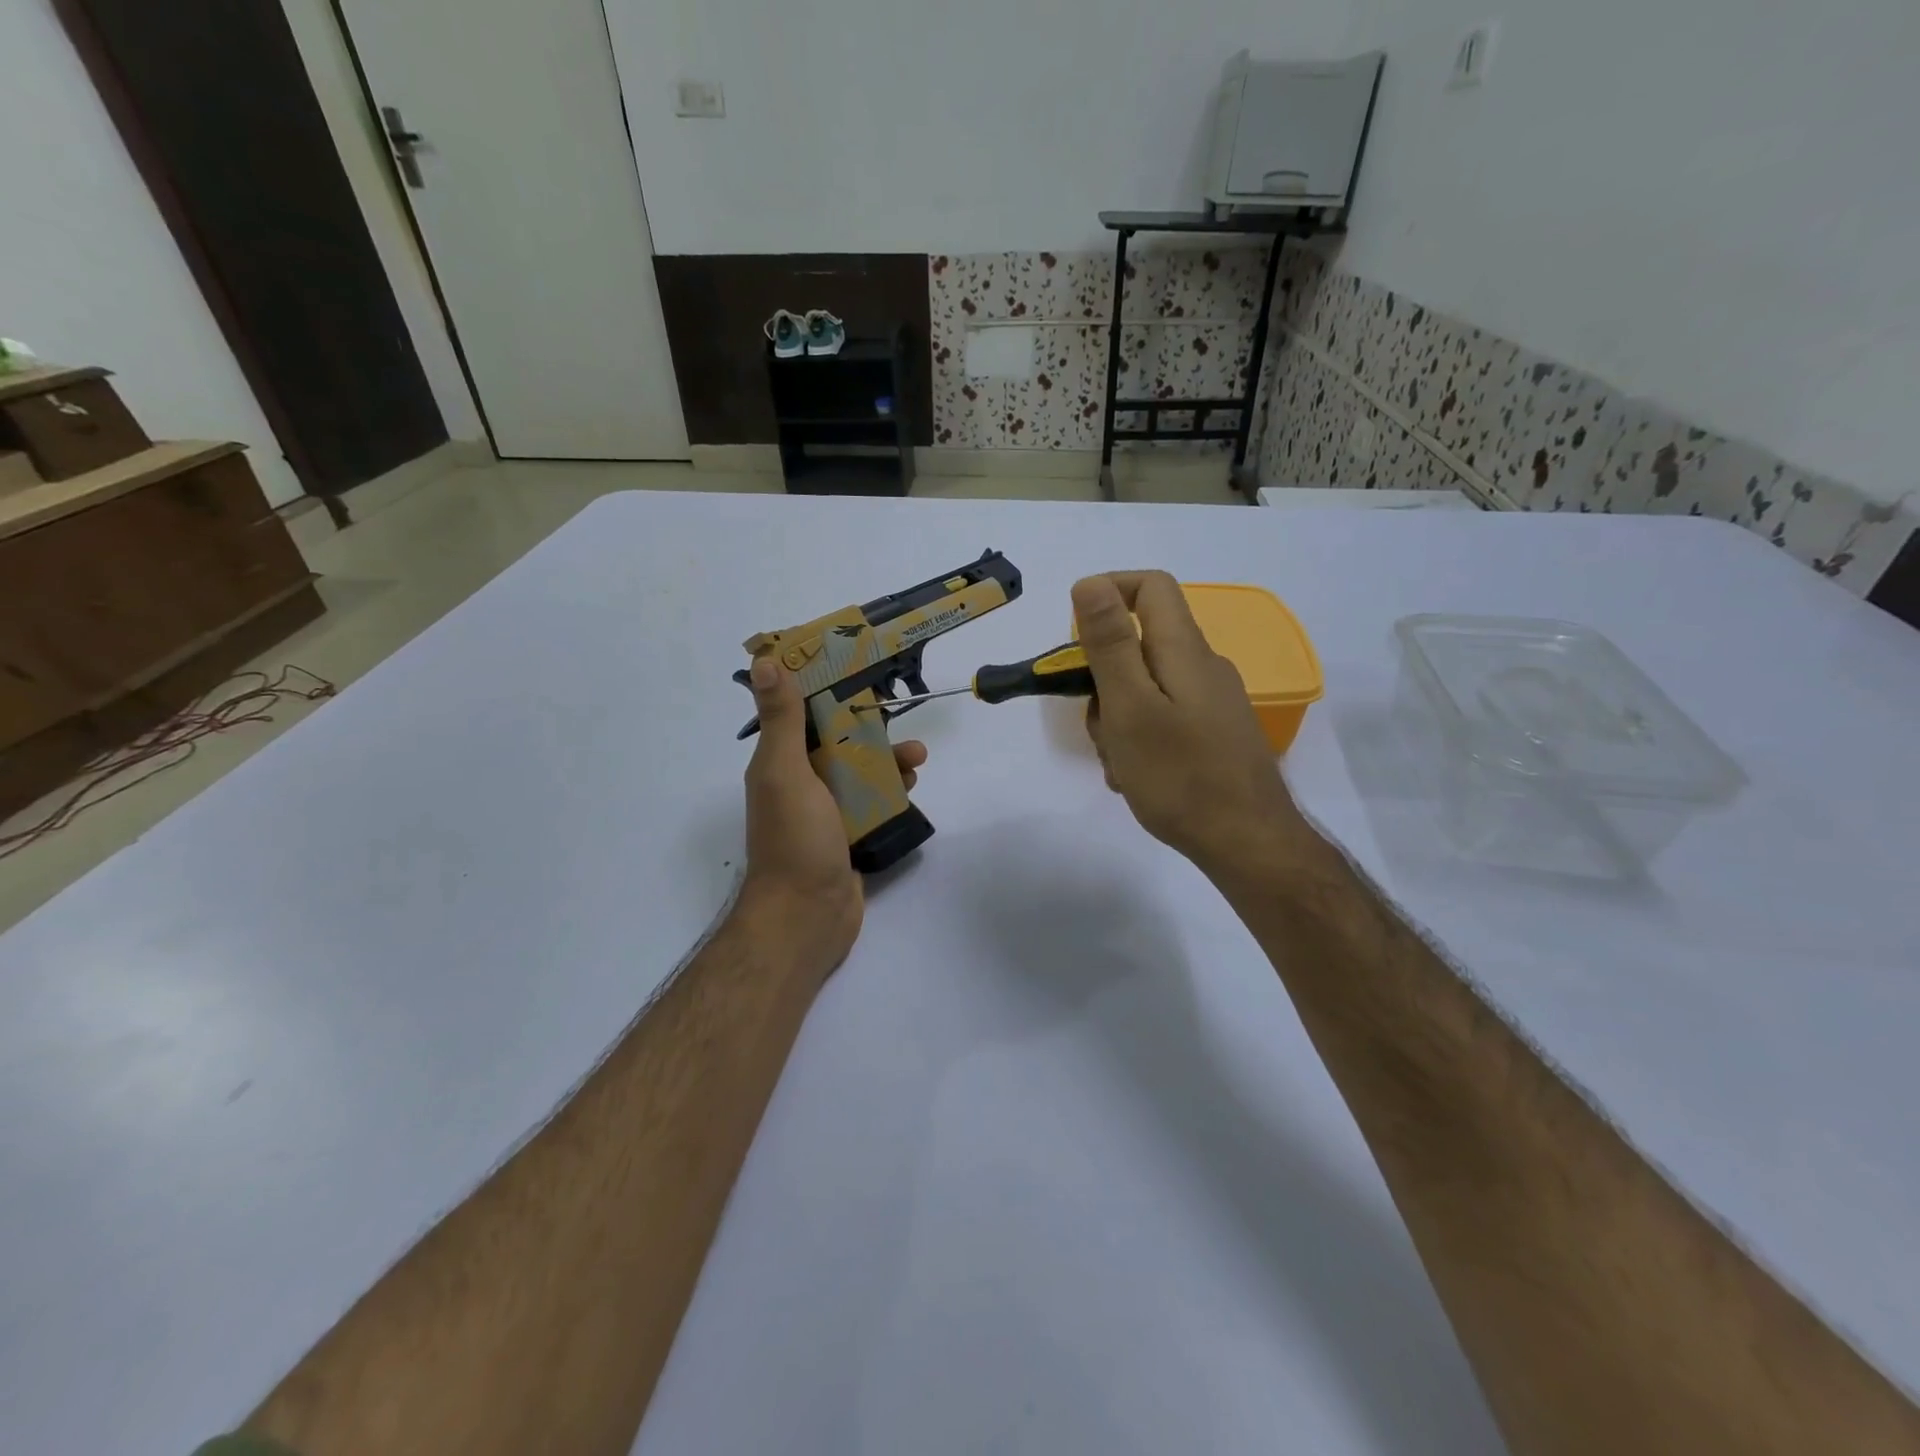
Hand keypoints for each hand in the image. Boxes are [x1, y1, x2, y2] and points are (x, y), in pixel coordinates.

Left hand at [737, 655, 927, 974]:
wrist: (807, 916)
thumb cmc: (795, 839)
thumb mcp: (785, 772)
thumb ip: (781, 719)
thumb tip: (764, 661)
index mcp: (779, 763)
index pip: (800, 713)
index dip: (823, 687)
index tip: (853, 663)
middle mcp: (799, 782)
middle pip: (836, 740)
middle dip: (867, 724)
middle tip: (898, 712)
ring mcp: (825, 810)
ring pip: (859, 770)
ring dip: (886, 759)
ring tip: (918, 757)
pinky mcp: (848, 833)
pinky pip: (872, 801)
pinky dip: (891, 790)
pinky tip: (911, 785)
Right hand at [1073, 571, 1315, 879]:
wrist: (1248, 843)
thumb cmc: (1180, 775)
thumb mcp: (1130, 707)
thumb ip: (1110, 644)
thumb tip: (1091, 582)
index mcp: (1185, 651)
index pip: (1150, 587)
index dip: (1108, 591)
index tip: (1074, 632)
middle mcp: (1204, 668)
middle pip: (1141, 645)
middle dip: (1104, 678)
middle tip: (1096, 724)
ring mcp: (1212, 704)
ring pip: (1147, 689)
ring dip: (1118, 718)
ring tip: (1117, 763)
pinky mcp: (1214, 735)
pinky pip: (1164, 720)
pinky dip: (1140, 739)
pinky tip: (1135, 778)